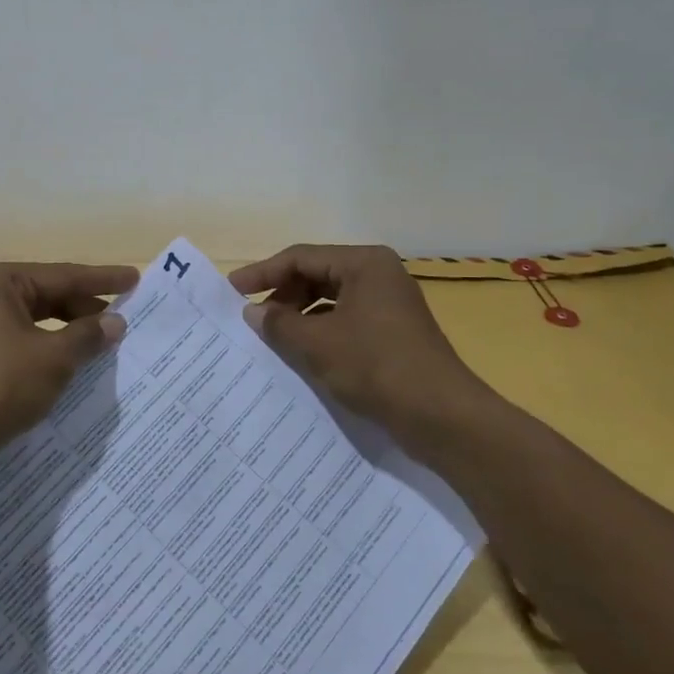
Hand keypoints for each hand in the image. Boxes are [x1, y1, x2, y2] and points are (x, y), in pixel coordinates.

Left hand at [0, 262, 137, 472]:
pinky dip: (51, 352)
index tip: (134, 279)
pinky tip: (75, 366)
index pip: (64, 275)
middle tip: (124, 320)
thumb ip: (87, 336)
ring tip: (105, 344)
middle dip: (86, 309)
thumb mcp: (52, 359)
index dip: (103, 280)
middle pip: (49, 296)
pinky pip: (25, 345)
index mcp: (1, 282)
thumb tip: (115, 323)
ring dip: (71, 333)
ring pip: (38, 323)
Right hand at [229, 245, 489, 437]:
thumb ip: (279, 323)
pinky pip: (346, 320)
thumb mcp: (317, 344)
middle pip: (317, 274)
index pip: (300, 257)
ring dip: (300, 316)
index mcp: (364, 263)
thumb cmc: (376, 367)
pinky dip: (321, 332)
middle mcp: (379, 274)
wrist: (442, 416)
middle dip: (283, 295)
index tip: (231, 291)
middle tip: (253, 320)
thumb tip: (252, 312)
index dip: (262, 273)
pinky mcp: (393, 332)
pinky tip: (304, 354)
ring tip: (274, 339)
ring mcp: (389, 304)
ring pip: (330, 299)